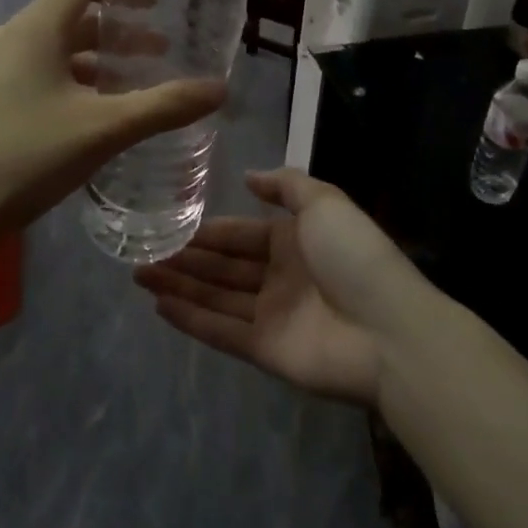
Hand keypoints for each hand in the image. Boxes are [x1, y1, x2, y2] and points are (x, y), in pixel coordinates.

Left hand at [0, 0, 226, 252]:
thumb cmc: (24, 157)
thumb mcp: (104, 130)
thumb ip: (164, 106)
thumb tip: (220, 88)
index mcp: (34, 29)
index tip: (156, 8)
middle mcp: (7, 39)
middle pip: (71, 19)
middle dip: (118, 35)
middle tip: (158, 55)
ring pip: (52, 53)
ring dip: (94, 64)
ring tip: (129, 91)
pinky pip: (33, 77)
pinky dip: (68, 84)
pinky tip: (86, 122)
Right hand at [134, 168, 422, 405]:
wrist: (388, 328)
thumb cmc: (354, 255)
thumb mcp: (324, 202)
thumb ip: (286, 185)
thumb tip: (249, 177)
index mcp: (293, 241)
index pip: (240, 234)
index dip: (207, 231)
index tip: (169, 225)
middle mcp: (279, 277)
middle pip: (223, 267)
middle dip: (185, 259)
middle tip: (140, 251)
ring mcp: (271, 316)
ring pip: (215, 297)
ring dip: (179, 285)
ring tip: (138, 274)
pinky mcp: (265, 350)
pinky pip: (221, 331)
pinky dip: (190, 319)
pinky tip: (159, 305)